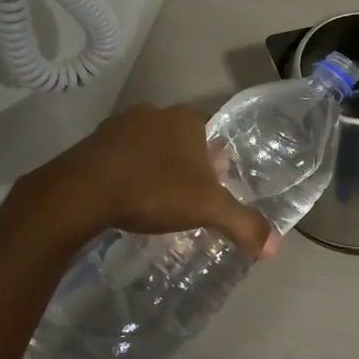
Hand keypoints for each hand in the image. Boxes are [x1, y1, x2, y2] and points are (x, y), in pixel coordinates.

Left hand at [41, 104, 277, 255]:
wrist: (83, 191)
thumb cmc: (154, 189)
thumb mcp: (207, 209)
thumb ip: (243, 224)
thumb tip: (275, 246)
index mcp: (187, 119)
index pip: (213, 131)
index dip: (218, 158)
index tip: (217, 184)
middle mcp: (156, 112)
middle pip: (181, 138)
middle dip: (186, 163)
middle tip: (188, 197)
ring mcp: (121, 124)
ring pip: (149, 144)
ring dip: (155, 166)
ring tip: (156, 199)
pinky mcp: (93, 141)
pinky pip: (120, 155)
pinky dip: (127, 171)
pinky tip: (125, 197)